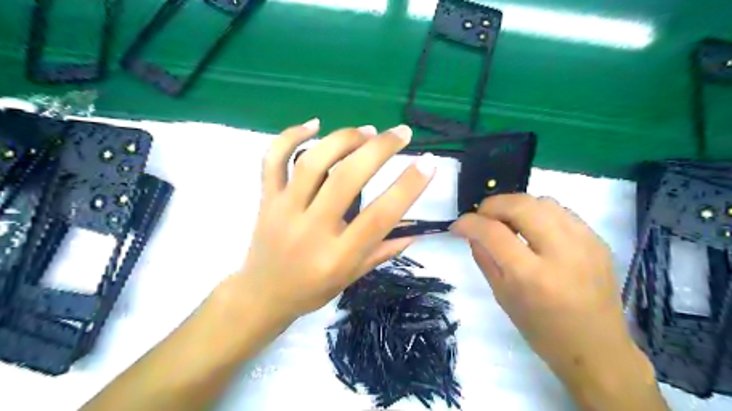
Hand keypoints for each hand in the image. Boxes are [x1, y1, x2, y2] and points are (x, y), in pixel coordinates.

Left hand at [230, 119, 433, 326]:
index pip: (379, 216)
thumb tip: (416, 229)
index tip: (429, 163)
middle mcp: (311, 229)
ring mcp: (284, 210)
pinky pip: (273, 160)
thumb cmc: (312, 290)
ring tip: (368, 130)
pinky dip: (291, 136)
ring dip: (343, 139)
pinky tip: (315, 124)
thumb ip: (384, 251)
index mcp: (337, 256)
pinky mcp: (266, 199)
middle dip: (379, 149)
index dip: (408, 187)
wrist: (262, 295)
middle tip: (401, 133)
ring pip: (311, 162)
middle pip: (345, 179)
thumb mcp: (352, 277)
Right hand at [449, 194, 660, 407]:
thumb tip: (472, 232)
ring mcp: (585, 243)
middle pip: (520, 205)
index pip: (493, 232)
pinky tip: (533, 228)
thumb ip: (484, 258)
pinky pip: (561, 212)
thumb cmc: (542, 330)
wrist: (597, 349)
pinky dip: (539, 213)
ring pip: (542, 201)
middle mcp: (561, 253)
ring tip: (506, 221)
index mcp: (531, 276)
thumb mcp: (502, 296)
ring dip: (516, 206)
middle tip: (481, 217)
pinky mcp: (598, 241)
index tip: (457, 225)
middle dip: (492, 205)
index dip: (469, 222)